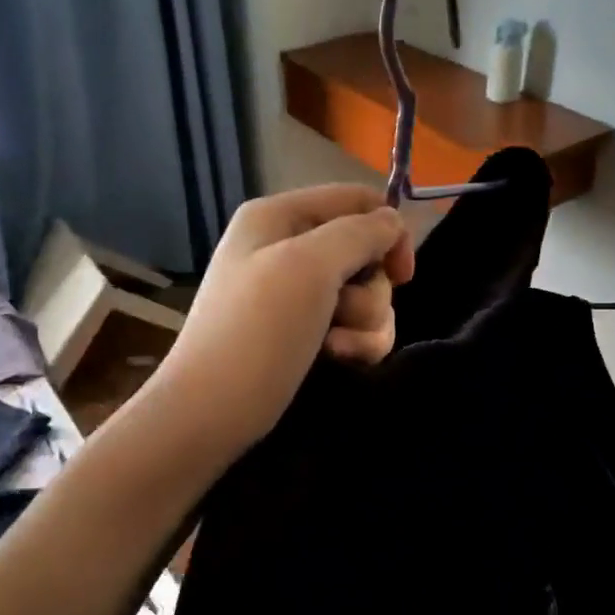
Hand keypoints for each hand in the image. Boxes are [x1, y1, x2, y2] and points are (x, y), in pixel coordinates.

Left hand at [151, 185, 414, 456]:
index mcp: (280, 217)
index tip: (401, 274)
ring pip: (366, 296)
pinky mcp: (304, 334)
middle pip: (366, 254)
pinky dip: (355, 344)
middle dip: (370, 291)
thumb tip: (393, 223)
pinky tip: (337, 359)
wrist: (212, 413)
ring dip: (366, 324)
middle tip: (344, 315)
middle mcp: (288, 249)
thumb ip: (361, 233)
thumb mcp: (310, 265)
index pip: (357, 200)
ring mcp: (295, 295)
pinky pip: (352, 327)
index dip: (388, 231)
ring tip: (337, 349)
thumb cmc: (259, 331)